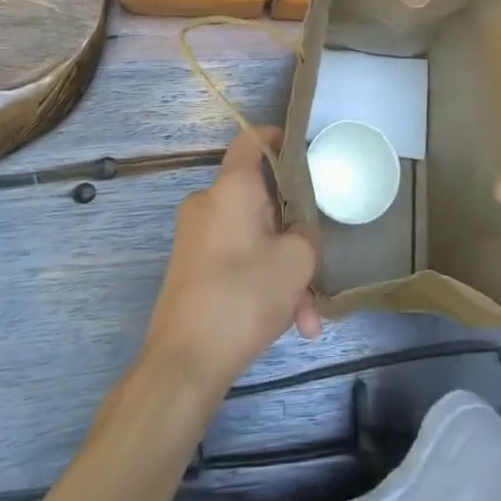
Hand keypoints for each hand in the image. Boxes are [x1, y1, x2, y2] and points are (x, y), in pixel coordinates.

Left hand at [143, 127, 321, 399]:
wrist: (184, 362)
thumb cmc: (244, 296)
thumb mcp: (297, 261)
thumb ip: (307, 233)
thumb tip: (297, 231)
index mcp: (231, 187)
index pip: (250, 140)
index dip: (275, 137)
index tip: (300, 148)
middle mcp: (208, 203)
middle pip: (259, 198)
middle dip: (292, 232)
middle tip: (315, 261)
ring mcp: (195, 236)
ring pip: (251, 237)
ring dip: (281, 268)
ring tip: (304, 315)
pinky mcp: (191, 267)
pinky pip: (235, 259)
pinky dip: (259, 281)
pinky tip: (286, 324)